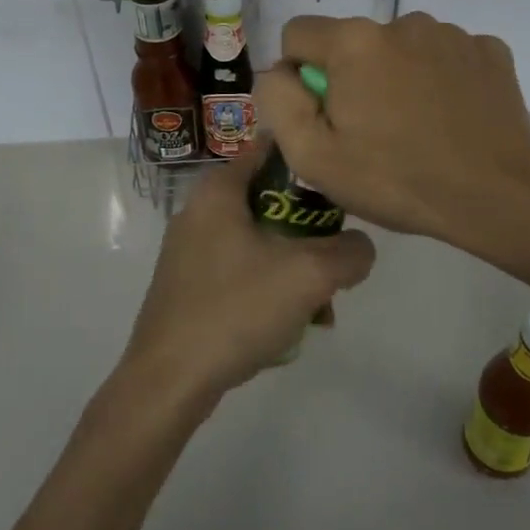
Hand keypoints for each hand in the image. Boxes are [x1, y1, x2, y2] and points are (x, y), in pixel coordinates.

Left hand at [123, 147, 376, 403]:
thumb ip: (349, 252)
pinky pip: (242, 271)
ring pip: (259, 241)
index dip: (308, 158)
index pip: (269, 148)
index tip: (340, 181)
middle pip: (270, 200)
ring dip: (294, 266)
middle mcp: (199, 211)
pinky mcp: (189, 286)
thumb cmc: (235, 310)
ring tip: (320, 305)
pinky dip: (269, 287)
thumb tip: (360, 248)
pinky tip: (290, 324)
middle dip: (309, 229)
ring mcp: (190, 251)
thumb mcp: (308, 276)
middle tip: (335, 257)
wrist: (169, 381)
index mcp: (218, 191)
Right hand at [253, 13, 529, 251]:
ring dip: (397, 77)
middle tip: (371, 133)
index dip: (299, 75)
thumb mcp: (313, 156)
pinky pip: (445, 57)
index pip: (298, 34)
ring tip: (417, 129)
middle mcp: (402, 22)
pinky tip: (452, 119)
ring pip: (401, 49)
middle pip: (353, 44)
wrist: (498, 195)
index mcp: (354, 42)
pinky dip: (440, 80)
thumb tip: (278, 72)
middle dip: (351, 79)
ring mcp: (452, 33)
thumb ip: (278, 102)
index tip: (322, 116)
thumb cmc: (397, 180)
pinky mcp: (489, 50)